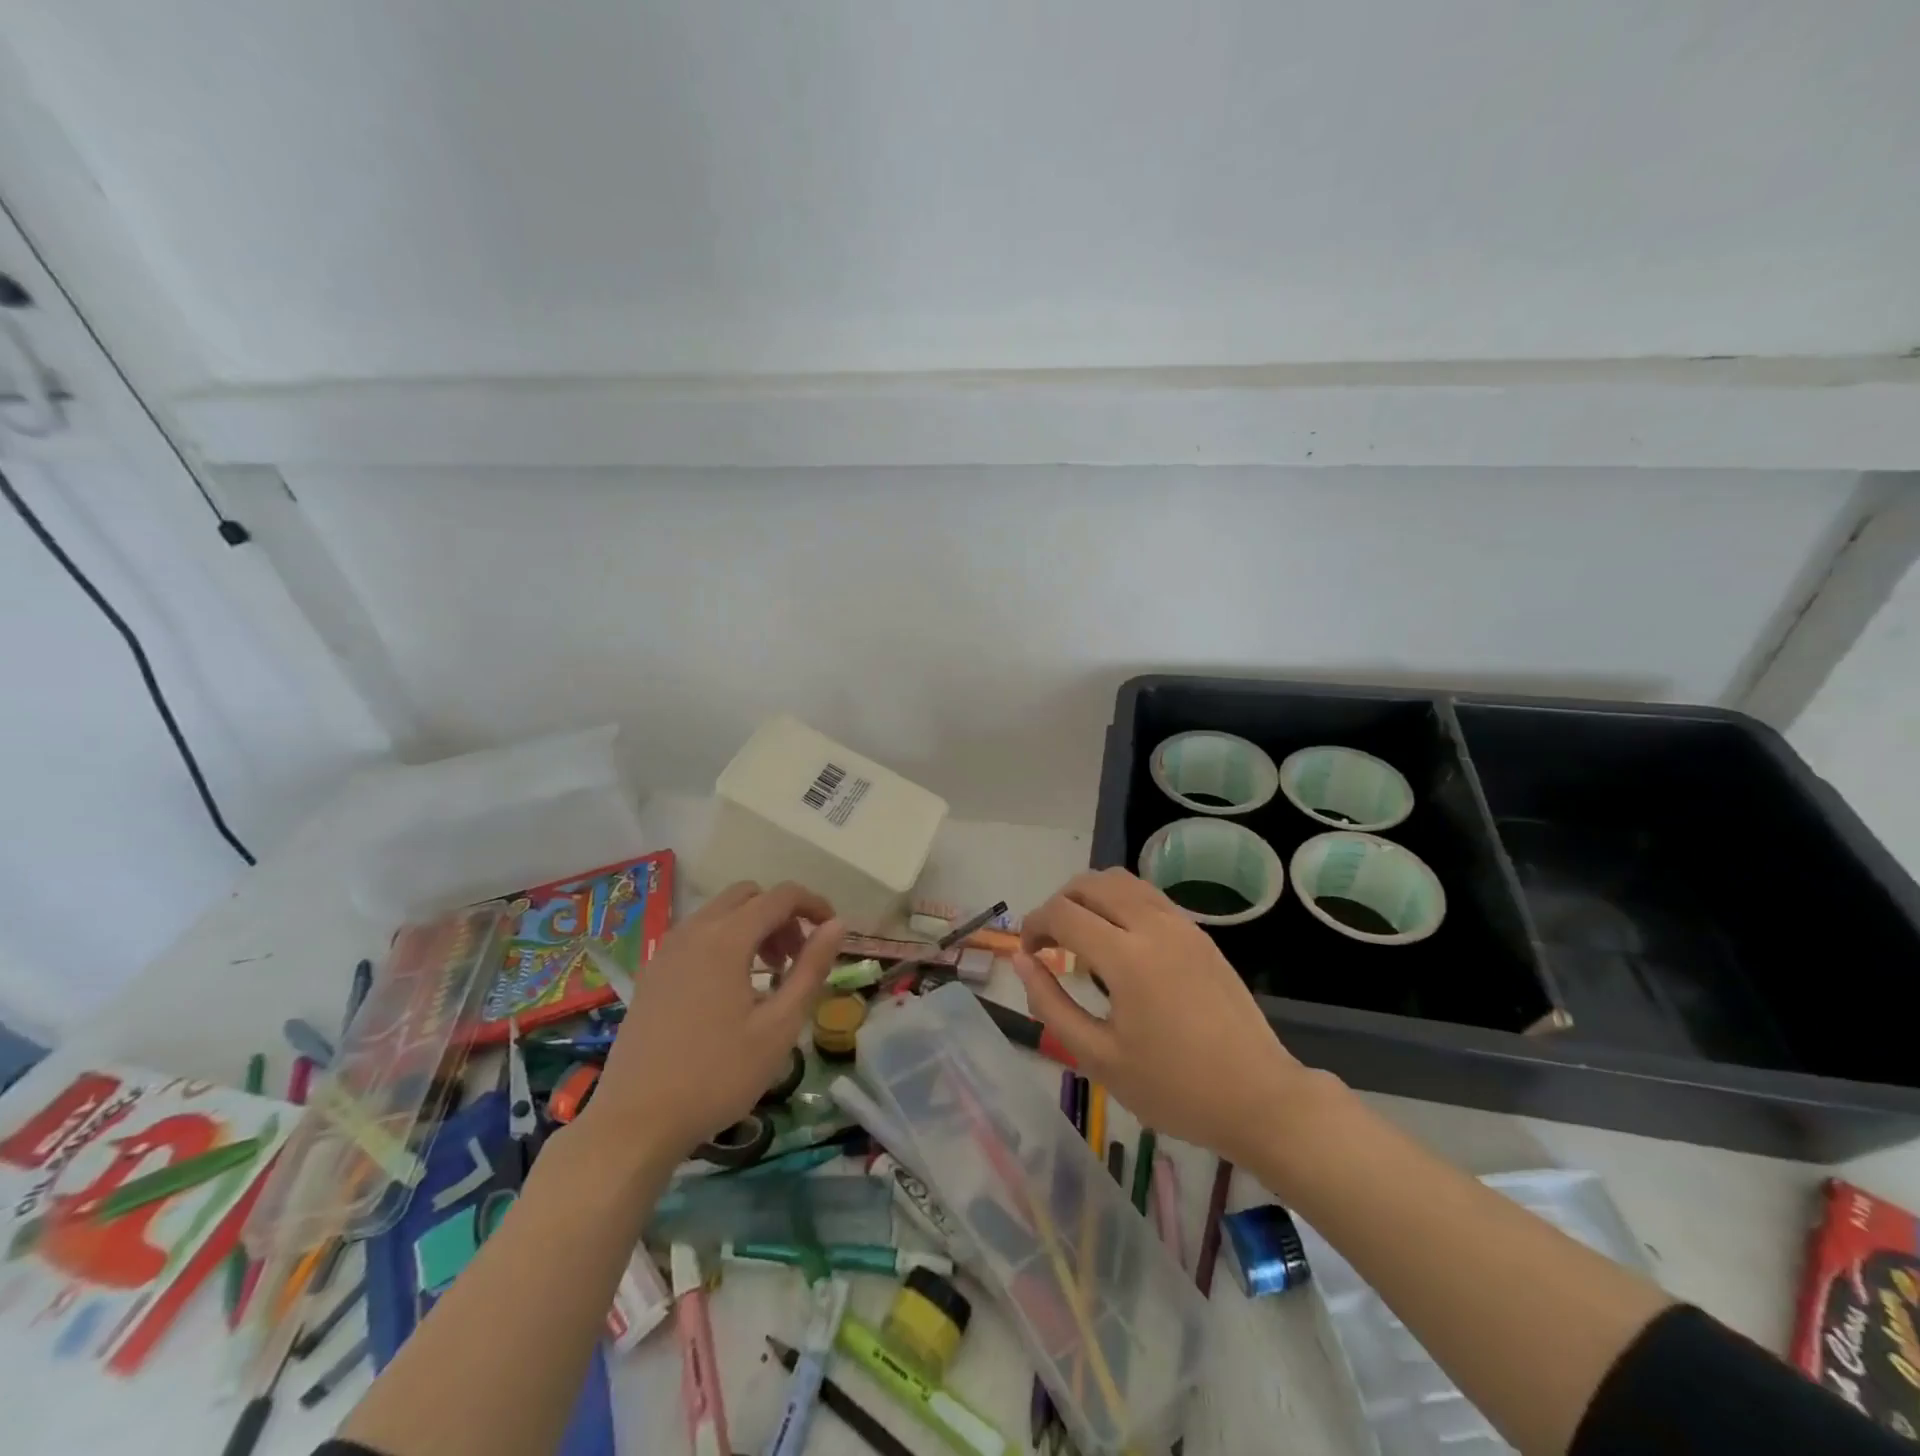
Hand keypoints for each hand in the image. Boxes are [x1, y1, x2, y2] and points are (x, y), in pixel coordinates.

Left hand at [577, 881, 843, 1165]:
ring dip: (752, 927)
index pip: (781, 895)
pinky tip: (730, 989)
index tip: (832, 932)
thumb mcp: (779, 1026)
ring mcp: (666, 951)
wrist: (634, 1123)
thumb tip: (837, 925)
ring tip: (769, 976)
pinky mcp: (651, 973)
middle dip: (781, 915)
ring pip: (720, 913)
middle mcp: (693, 931)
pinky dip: (724, 941)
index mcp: (726, 939)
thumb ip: (811, 969)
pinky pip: (696, 935)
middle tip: (796, 958)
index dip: (813, 904)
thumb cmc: (717, 1075)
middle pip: (748, 896)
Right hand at [1011, 868, 1316, 1163]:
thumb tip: (1021, 962)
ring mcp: (1181, 924)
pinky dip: (1119, 902)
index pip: (1062, 913)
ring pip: (1121, 881)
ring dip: (1090, 897)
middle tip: (1050, 944)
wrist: (1259, 1098)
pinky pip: (1147, 895)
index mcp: (1126, 957)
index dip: (1034, 925)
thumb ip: (1052, 1005)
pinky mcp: (1199, 933)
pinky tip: (1119, 942)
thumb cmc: (1174, 1088)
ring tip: (1081, 937)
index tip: (1027, 954)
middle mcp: (1153, 925)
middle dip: (1058, 904)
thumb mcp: (1099, 1058)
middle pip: (1090, 883)